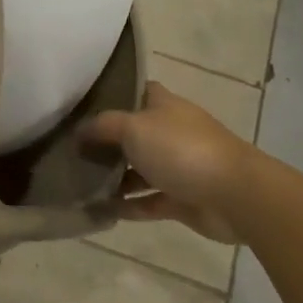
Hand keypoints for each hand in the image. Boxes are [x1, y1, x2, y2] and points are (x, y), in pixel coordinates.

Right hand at [82, 81, 256, 243]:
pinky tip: (99, 210)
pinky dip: (127, 206)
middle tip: (69, 149)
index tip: (81, 105)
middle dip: (105, 142)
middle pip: (133, 134)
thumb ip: (102, 126)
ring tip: (78, 183)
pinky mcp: (181, 200)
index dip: (112, 95)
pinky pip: (147, 202)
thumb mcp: (133, 128)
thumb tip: (79, 132)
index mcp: (164, 106)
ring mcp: (177, 167)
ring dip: (113, 177)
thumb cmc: (182, 150)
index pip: (137, 91)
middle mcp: (171, 133)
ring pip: (138, 170)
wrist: (234, 195)